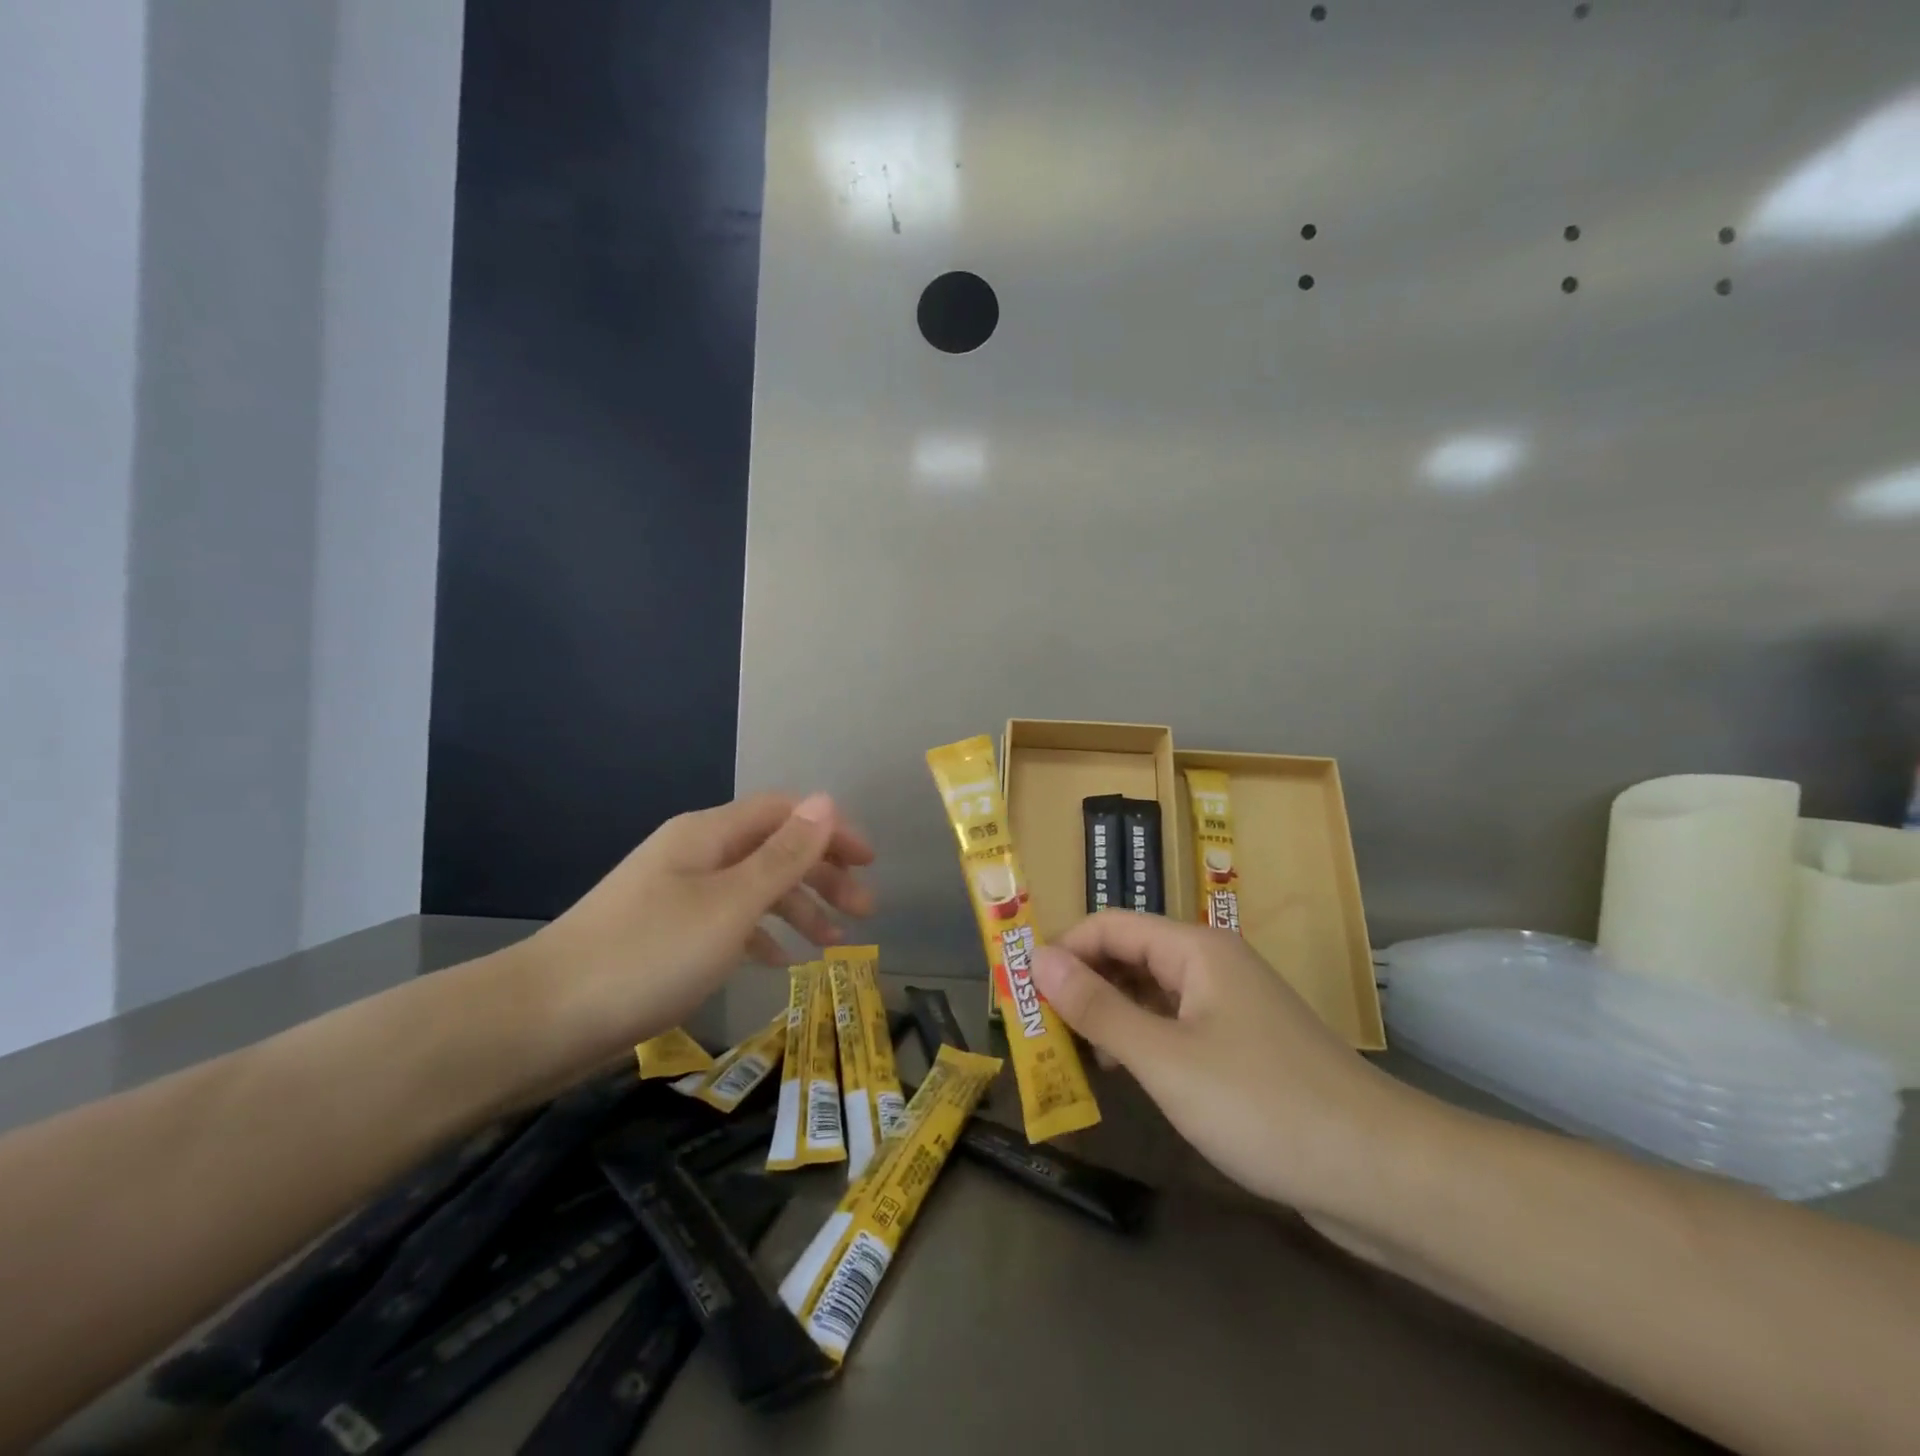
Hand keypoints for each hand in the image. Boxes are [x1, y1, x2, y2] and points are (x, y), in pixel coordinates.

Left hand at [508, 792, 873, 1088]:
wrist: (543, 1019)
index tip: (870, 864)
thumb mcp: (730, 904)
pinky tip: (781, 963)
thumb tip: (826, 801)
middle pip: (773, 849)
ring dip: (798, 909)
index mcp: (709, 834)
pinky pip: (729, 922)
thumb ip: (783, 855)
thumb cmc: (650, 954)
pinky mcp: (665, 934)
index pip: (785, 813)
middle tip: (863, 912)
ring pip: (754, 889)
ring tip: (834, 945)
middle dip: (822, 876)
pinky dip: (761, 936)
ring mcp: (677, 894)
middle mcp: (695, 853)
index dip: (832, 831)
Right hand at [1031, 912, 1416, 1217]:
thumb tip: (1038, 959)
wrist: (1378, 1171)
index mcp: (1195, 949)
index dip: (1063, 950)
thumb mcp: (1164, 1057)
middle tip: (1037, 1025)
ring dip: (1108, 1013)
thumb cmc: (1260, 1102)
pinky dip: (1140, 1039)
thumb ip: (1097, 1007)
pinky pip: (1175, 1025)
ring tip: (1068, 1050)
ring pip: (1151, 992)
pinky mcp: (1243, 1046)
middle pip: (1130, 954)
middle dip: (1082, 982)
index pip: (1110, 925)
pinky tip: (1121, 1073)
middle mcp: (1212, 964)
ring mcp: (1231, 1006)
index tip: (1021, 988)